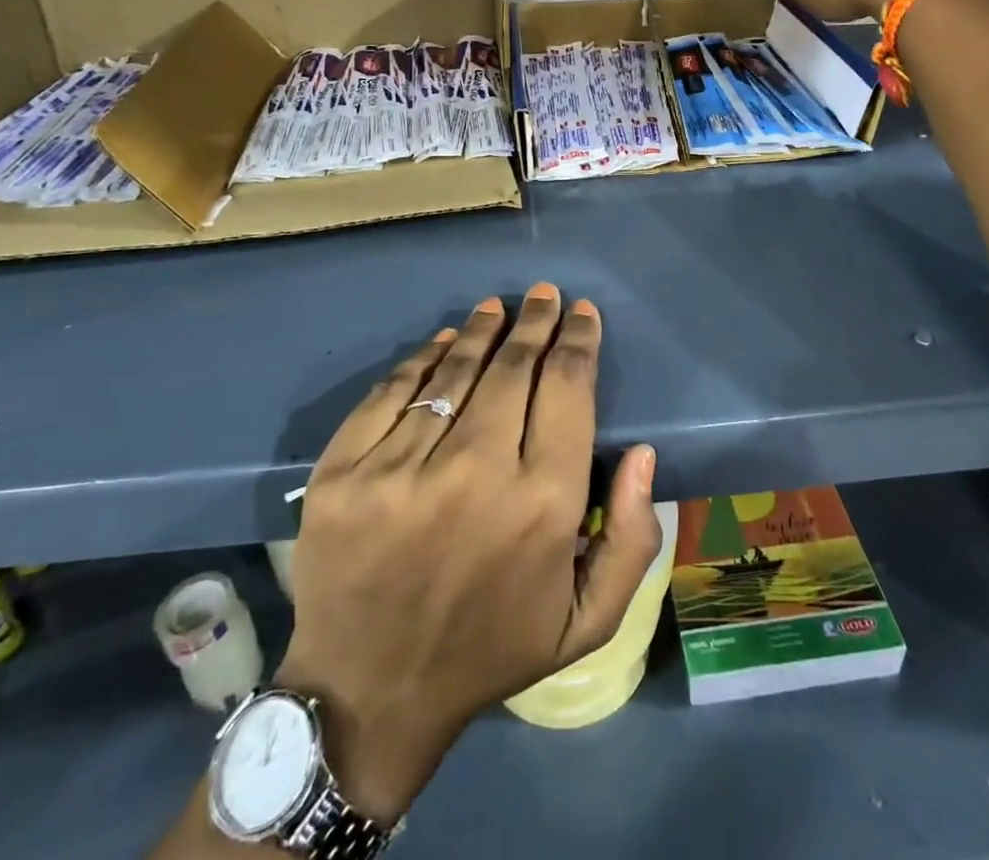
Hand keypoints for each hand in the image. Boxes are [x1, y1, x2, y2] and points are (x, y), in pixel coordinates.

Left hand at [275, 285, 660, 824]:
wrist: (368, 693)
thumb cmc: (490, 650)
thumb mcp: (586, 619)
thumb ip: (631, 540)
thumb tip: (644, 454)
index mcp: (542, 505)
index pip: (567, 390)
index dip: (578, 341)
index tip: (582, 313)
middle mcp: (476, 473)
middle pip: (514, 368)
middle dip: (536, 323)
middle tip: (544, 295)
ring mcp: (401, 469)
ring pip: (453, 371)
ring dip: (482, 330)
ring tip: (497, 307)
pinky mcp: (344, 471)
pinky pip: (392, 391)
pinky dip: (422, 358)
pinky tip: (442, 341)